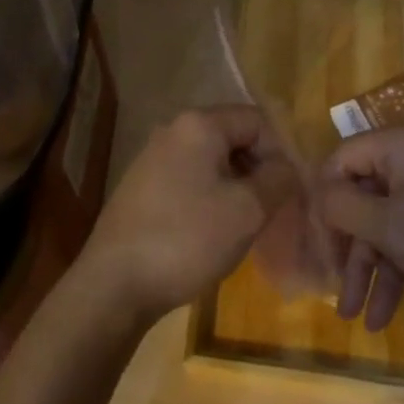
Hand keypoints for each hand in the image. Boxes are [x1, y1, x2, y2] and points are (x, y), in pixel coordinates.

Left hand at [77, 105, 301, 322]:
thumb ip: (278, 180)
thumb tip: (288, 167)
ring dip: (235, 186)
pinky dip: (210, 197)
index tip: (290, 192)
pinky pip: (190, 178)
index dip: (280, 152)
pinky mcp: (143, 185)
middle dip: (258, 170)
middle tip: (271, 211)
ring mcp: (154, 156)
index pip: (257, 120)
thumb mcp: (247, 211)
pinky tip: (212, 232)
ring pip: (212, 161)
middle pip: (233, 137)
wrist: (114, 283)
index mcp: (199, 124)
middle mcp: (174, 129)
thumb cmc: (187, 238)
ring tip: (244, 226)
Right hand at [317, 121, 403, 336]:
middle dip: (346, 243)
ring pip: (385, 220)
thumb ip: (343, 206)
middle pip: (363, 192)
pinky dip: (395, 268)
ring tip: (352, 315)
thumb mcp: (389, 227)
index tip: (314, 240)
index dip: (324, 198)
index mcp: (402, 143)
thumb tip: (319, 195)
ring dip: (368, 265)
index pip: (342, 157)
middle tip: (331, 282)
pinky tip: (381, 316)